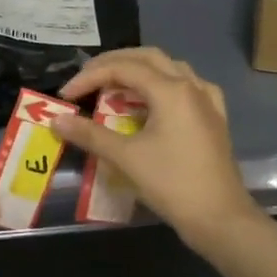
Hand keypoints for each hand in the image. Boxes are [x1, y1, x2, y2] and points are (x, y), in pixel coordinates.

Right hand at [53, 48, 261, 247]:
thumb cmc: (172, 184)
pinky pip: (187, 86)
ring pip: (169, 68)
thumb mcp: (126, 158)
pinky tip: (156, 99)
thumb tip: (56, 120)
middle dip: (113, 64)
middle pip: (147, 58)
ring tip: (114, 86)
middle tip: (87, 79)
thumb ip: (90, 135)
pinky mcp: (214, 117)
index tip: (67, 95)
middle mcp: (191, 85)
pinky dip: (164, 85)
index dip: (90, 77)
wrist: (220, 217)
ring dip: (139, 70)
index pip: (122, 68)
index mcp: (171, 90)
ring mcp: (207, 100)